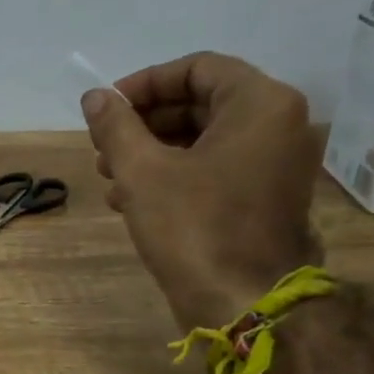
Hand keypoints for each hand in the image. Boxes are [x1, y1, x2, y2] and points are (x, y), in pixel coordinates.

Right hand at [82, 52, 320, 330]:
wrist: (244, 304)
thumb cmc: (194, 228)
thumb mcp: (142, 171)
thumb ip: (116, 126)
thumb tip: (95, 97)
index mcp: (260, 105)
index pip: (196, 68)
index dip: (144, 84)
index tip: (106, 108)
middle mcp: (278, 126)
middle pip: (200, 103)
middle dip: (144, 124)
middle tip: (102, 146)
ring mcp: (274, 165)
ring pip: (203, 140)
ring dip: (151, 152)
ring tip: (109, 178)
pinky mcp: (263, 198)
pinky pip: (214, 169)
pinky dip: (173, 176)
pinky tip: (129, 200)